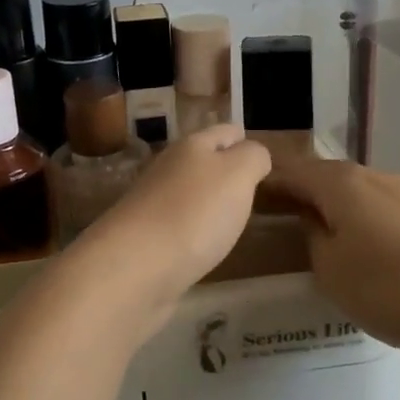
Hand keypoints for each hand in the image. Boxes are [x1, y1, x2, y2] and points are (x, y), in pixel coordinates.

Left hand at [73, 125, 272, 306]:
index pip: (225, 132)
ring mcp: (152, 204)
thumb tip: (253, 154)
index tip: (265, 161)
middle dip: (226, 170)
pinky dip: (194, 230)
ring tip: (233, 216)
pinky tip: (205, 244)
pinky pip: (178, 225)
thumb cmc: (194, 213)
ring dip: (208, 201)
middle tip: (254, 189)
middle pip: (202, 160)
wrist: (135, 267)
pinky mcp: (145, 239)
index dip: (246, 140)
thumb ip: (253, 158)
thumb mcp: (237, 175)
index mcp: (191, 146)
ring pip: (189, 193)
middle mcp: (168, 169)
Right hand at [263, 157, 399, 388]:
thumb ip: (313, 238)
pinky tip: (382, 249)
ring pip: (365, 193)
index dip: (271, 181)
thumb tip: (313, 218)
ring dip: (346, 208)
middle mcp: (377, 175)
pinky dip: (376, 221)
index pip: (294, 172)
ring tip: (337, 237)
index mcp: (343, 184)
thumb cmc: (393, 289)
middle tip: (290, 218)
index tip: (253, 195)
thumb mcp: (332, 273)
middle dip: (309, 193)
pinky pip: (393, 209)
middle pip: (331, 178)